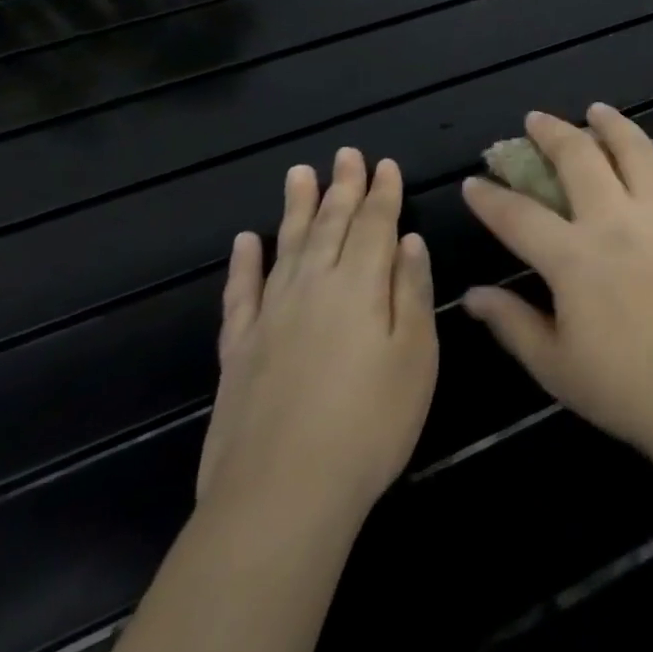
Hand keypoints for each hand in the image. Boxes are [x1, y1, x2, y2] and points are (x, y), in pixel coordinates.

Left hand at [196, 149, 437, 522]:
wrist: (282, 498)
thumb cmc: (370, 423)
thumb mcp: (415, 355)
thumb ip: (411, 291)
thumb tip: (409, 241)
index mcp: (361, 285)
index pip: (376, 224)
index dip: (383, 192)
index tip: (386, 163)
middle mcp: (313, 287)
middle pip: (330, 225)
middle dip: (342, 187)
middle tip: (346, 153)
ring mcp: (270, 317)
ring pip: (286, 246)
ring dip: (295, 208)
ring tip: (300, 173)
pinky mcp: (238, 351)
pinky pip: (239, 294)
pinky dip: (243, 264)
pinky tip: (245, 241)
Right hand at [460, 105, 652, 469]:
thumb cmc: (627, 387)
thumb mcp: (556, 366)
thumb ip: (512, 324)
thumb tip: (472, 296)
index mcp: (573, 257)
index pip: (518, 216)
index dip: (490, 198)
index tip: (474, 182)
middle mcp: (616, 220)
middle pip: (579, 159)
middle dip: (552, 134)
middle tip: (537, 120)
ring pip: (637, 151)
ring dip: (614, 125)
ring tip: (598, 110)